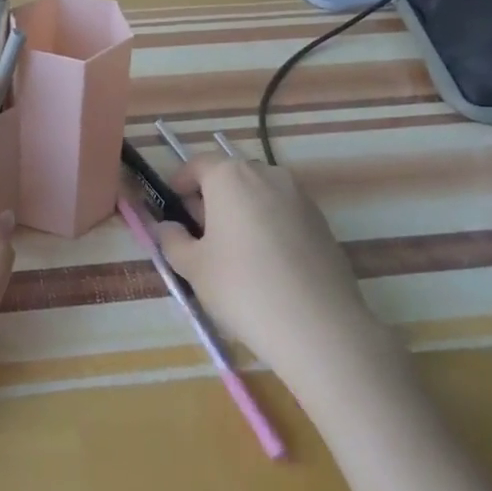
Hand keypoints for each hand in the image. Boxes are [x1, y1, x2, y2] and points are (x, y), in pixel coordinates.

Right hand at [154, 154, 369, 385]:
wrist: (318, 325)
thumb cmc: (242, 287)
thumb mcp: (192, 266)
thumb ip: (173, 240)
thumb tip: (168, 227)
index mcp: (230, 176)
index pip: (197, 164)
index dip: (180, 182)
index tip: (172, 208)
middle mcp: (267, 174)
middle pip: (230, 176)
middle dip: (211, 197)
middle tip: (199, 233)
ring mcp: (300, 197)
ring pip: (260, 194)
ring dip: (242, 211)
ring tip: (233, 251)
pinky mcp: (323, 222)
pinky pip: (284, 214)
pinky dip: (268, 226)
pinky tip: (266, 264)